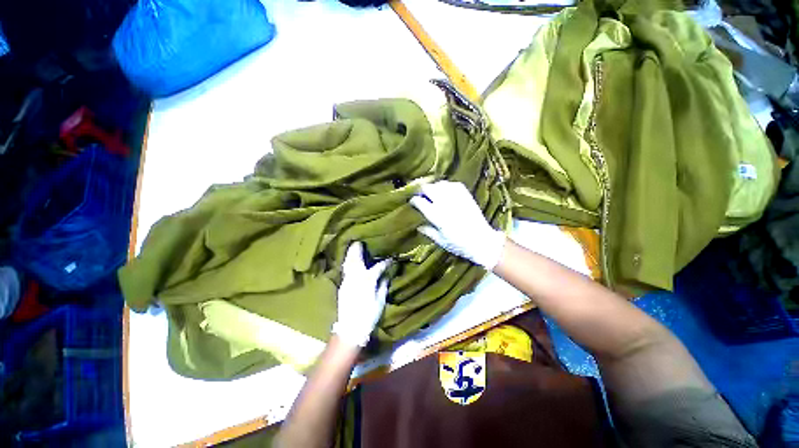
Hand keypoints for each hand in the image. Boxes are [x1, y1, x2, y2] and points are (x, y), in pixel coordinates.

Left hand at [331, 242, 390, 347]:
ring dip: (350, 254)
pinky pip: (345, 270)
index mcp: (368, 280)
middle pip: (356, 259)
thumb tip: (386, 276)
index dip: (385, 262)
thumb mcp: (380, 301)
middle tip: (360, 241)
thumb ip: (383, 286)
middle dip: (357, 249)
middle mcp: (356, 277)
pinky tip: (349, 261)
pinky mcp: (342, 286)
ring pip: (348, 263)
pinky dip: (347, 263)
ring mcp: (347, 280)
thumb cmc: (368, 315)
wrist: (350, 328)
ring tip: (353, 247)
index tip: (390, 259)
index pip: (378, 267)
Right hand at [409, 181, 505, 269]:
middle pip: (428, 188)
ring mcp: (456, 198)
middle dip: (422, 191)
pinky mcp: (466, 195)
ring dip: (434, 187)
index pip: (420, 202)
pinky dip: (447, 186)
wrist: (482, 241)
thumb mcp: (441, 241)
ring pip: (440, 184)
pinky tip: (446, 191)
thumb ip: (428, 232)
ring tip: (433, 193)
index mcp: (437, 216)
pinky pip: (453, 184)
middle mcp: (445, 204)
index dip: (414, 200)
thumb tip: (418, 226)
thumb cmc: (459, 244)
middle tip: (421, 196)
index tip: (412, 202)